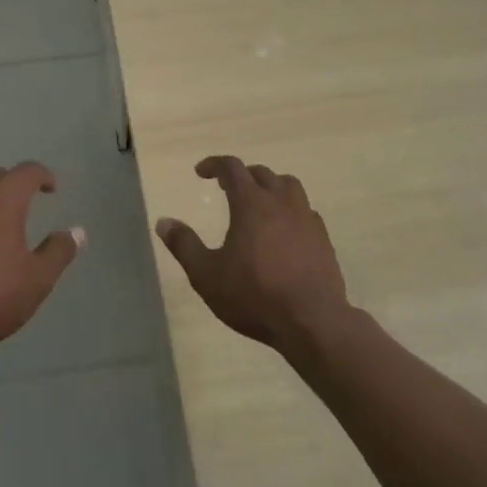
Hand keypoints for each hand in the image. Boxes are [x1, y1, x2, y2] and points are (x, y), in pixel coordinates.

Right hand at [156, 156, 350, 352]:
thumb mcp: (207, 275)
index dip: (214, 164)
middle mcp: (281, 202)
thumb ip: (184, 245)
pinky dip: (290, 210)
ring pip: (288, 186)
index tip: (201, 172)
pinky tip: (284, 230)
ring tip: (259, 202)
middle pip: (261, 173)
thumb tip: (163, 222)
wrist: (312, 321)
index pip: (231, 167)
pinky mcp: (323, 238)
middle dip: (241, 175)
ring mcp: (306, 218)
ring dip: (270, 186)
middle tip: (226, 188)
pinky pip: (305, 210)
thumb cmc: (254, 296)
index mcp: (251, 203)